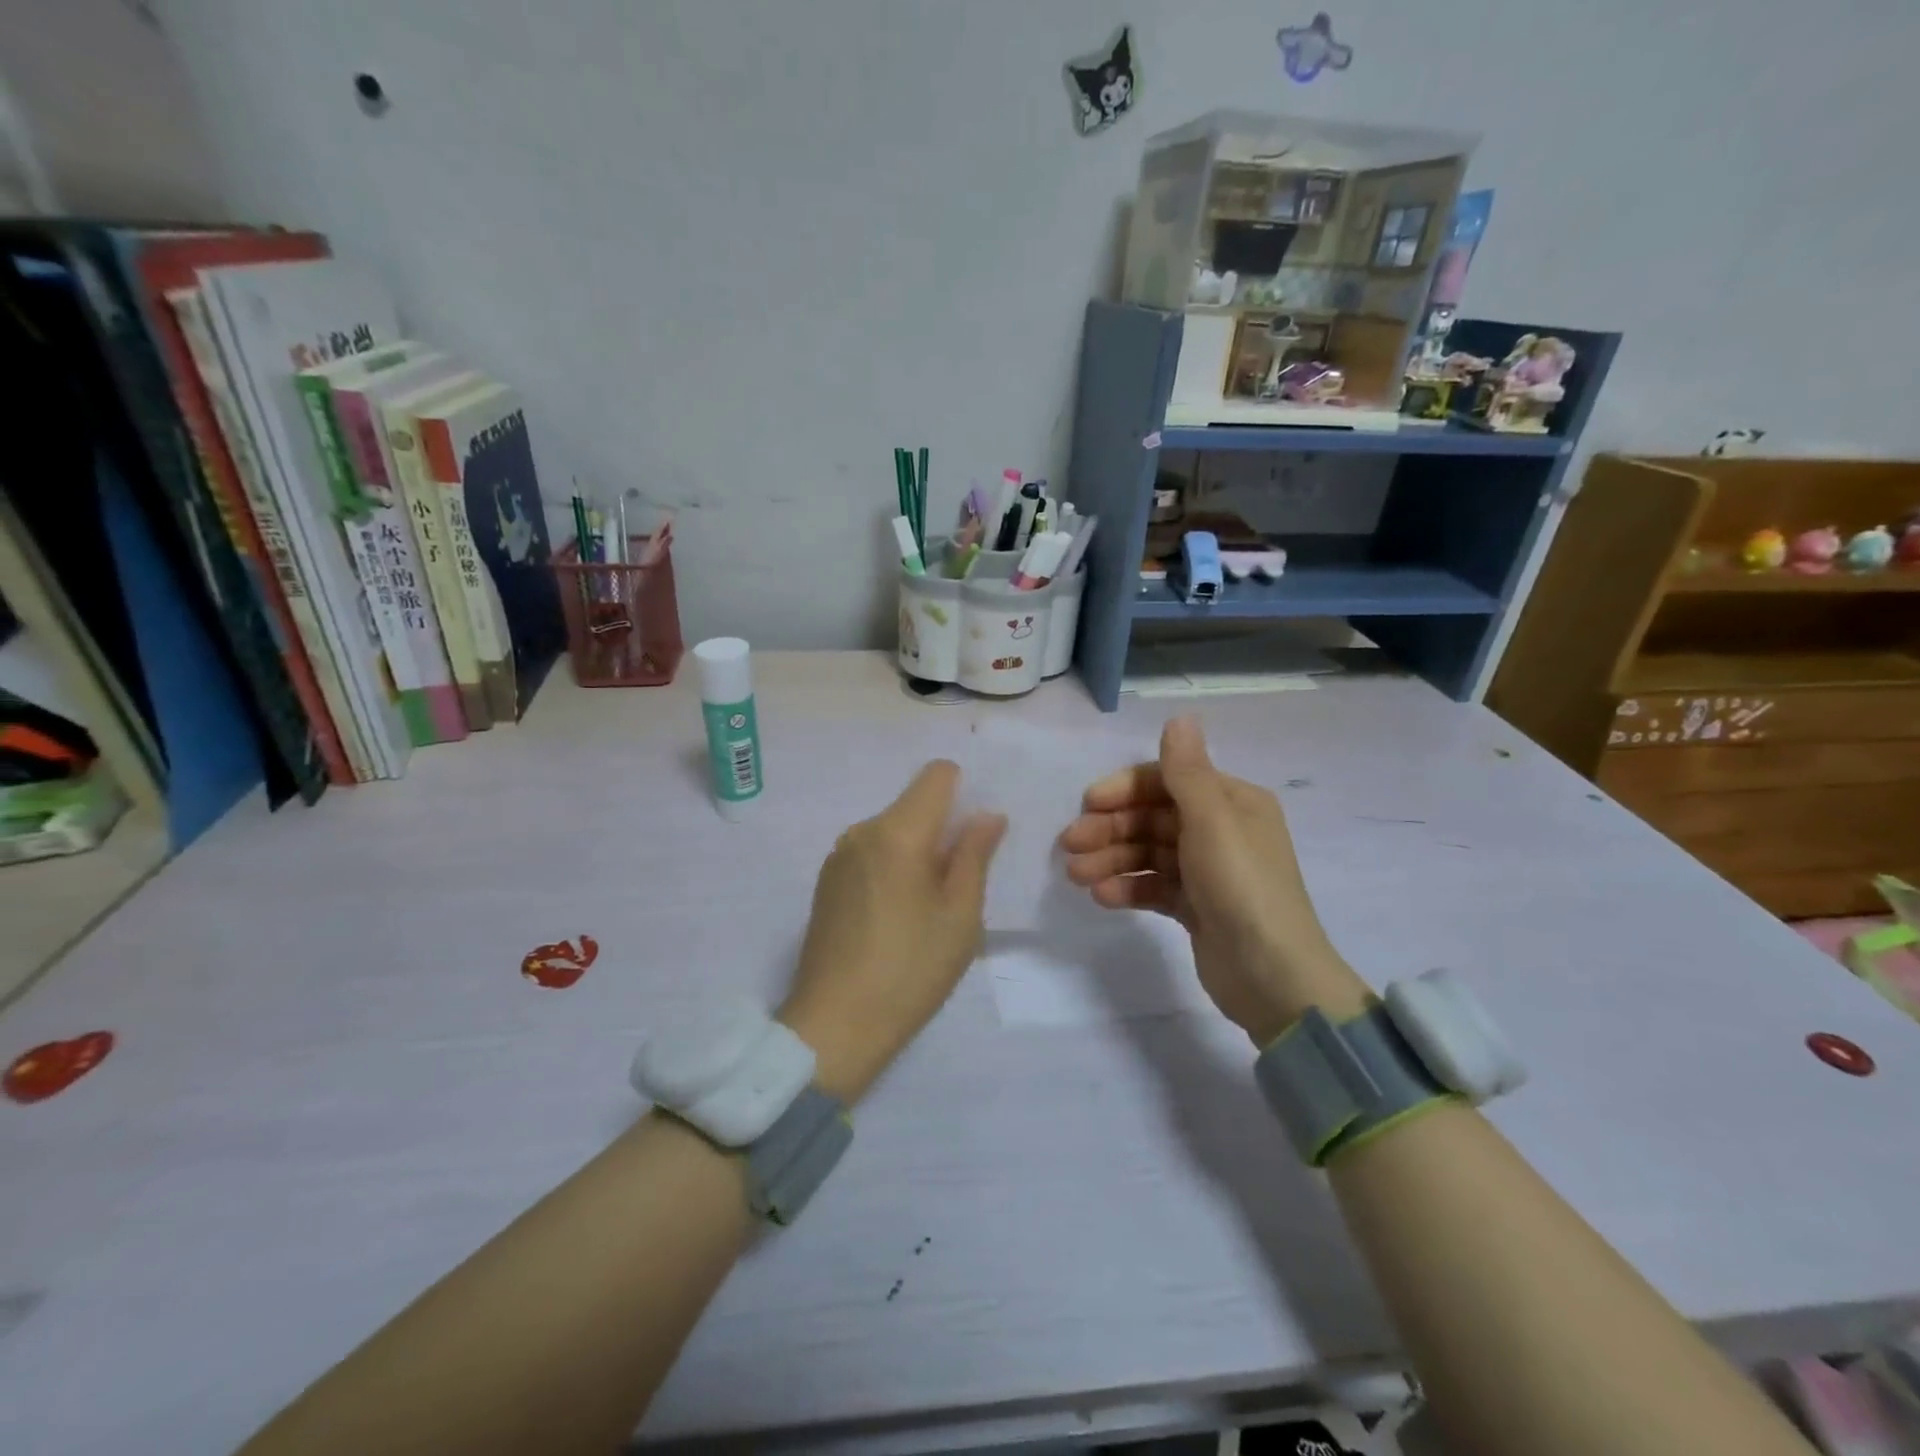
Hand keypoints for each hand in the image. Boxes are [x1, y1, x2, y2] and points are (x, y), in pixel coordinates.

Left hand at [779, 761, 1005, 1102]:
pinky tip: (897, 916)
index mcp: (897, 832)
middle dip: (943, 828)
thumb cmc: (910, 970)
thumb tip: (987, 815)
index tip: (976, 834)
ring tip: (928, 906)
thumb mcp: (960, 916)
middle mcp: (861, 831)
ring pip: (892, 829)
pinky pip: (871, 852)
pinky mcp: (826, 881)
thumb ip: (975, 855)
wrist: (833, 1026)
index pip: (936, 775)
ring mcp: (838, 856)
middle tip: (960, 883)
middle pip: (913, 803)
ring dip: (918, 850)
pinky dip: (893, 866)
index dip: (964, 790)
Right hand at [1058, 716, 1369, 1044]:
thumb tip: (1180, 716)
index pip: (1167, 781)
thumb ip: (1186, 772)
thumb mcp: (1212, 821)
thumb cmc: (1241, 886)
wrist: (1273, 977)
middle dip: (1110, 829)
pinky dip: (1129, 888)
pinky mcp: (1196, 906)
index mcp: (1231, 802)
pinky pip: (1154, 886)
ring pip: (1148, 853)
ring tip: (1077, 877)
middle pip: (1153, 817)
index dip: (1124, 789)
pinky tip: (1103, 897)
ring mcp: (1207, 870)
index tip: (1087, 804)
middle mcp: (1220, 830)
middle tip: (1070, 845)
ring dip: (1112, 860)